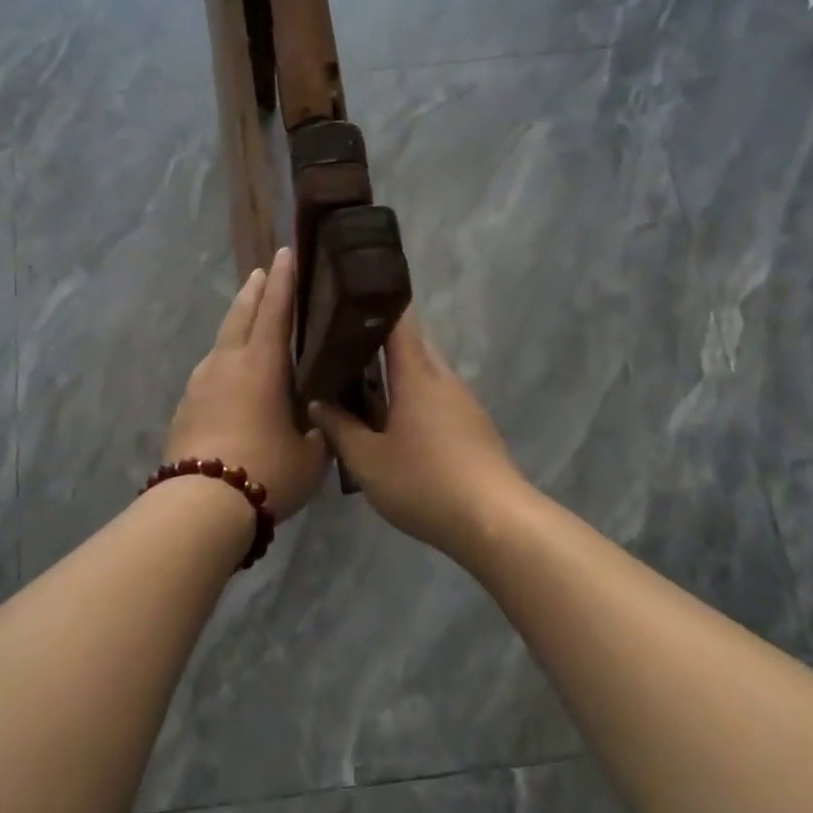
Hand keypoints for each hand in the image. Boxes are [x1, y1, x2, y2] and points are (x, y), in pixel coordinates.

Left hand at [166, 248, 329, 519]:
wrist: (201, 504)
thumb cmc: (267, 470)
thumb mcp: (311, 454)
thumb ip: (320, 429)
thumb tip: (322, 418)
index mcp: (261, 364)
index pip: (275, 309)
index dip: (283, 280)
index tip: (286, 253)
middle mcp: (227, 362)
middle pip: (240, 314)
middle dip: (254, 291)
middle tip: (263, 272)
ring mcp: (200, 382)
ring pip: (221, 341)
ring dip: (236, 324)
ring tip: (249, 321)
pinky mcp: (185, 406)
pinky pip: (210, 371)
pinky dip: (224, 360)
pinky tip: (230, 376)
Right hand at [308, 311, 527, 554]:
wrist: (494, 521)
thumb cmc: (425, 483)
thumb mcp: (367, 461)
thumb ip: (339, 428)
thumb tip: (318, 401)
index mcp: (417, 375)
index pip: (399, 319)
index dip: (377, 299)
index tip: (350, 290)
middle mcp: (443, 379)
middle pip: (411, 344)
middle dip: (377, 341)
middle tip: (340, 348)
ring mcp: (463, 403)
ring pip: (424, 373)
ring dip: (395, 374)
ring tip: (359, 386)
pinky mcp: (473, 427)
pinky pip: (436, 398)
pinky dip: (412, 398)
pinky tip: (393, 423)